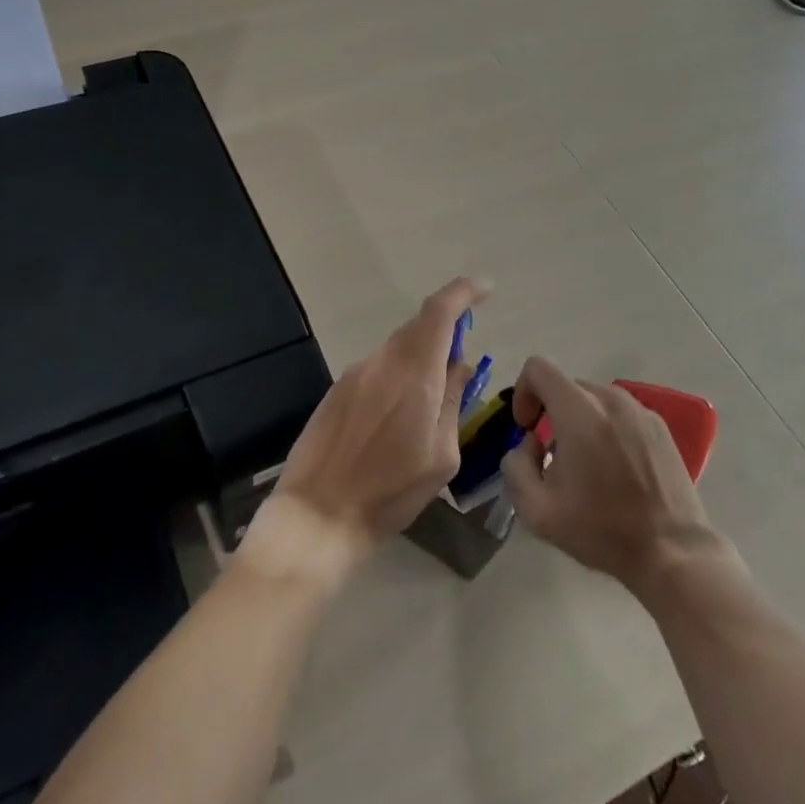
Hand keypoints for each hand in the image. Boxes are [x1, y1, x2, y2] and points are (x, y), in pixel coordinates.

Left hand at [272, 277, 488, 560]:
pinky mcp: (337, 389)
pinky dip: (397, 375)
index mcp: (414, 376)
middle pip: (418, 327)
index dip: (464, 292)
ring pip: (397, 349)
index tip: (486, 289)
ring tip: (430, 401)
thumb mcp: (441, 457)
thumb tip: (458, 366)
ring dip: (420, 358)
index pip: (439, 312)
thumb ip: (452, 402)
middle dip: (445, 332)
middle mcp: (382, 363)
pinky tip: (397, 416)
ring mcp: (355, 373)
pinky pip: (377, 368)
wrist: (318, 514)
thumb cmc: (390, 493)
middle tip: (461, 361)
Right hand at [499, 356, 727, 598]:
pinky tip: (615, 468)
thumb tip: (530, 443)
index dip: (523, 392)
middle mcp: (611, 399)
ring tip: (586, 464)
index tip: (528, 429)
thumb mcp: (537, 510)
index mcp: (579, 412)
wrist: (673, 554)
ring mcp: (640, 410)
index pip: (538, 368)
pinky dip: (606, 428)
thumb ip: (515, 465)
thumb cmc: (602, 530)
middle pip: (565, 385)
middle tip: (552, 456)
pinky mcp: (659, 426)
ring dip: (579, 420)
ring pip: (593, 399)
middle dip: (551, 413)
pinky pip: (619, 413)